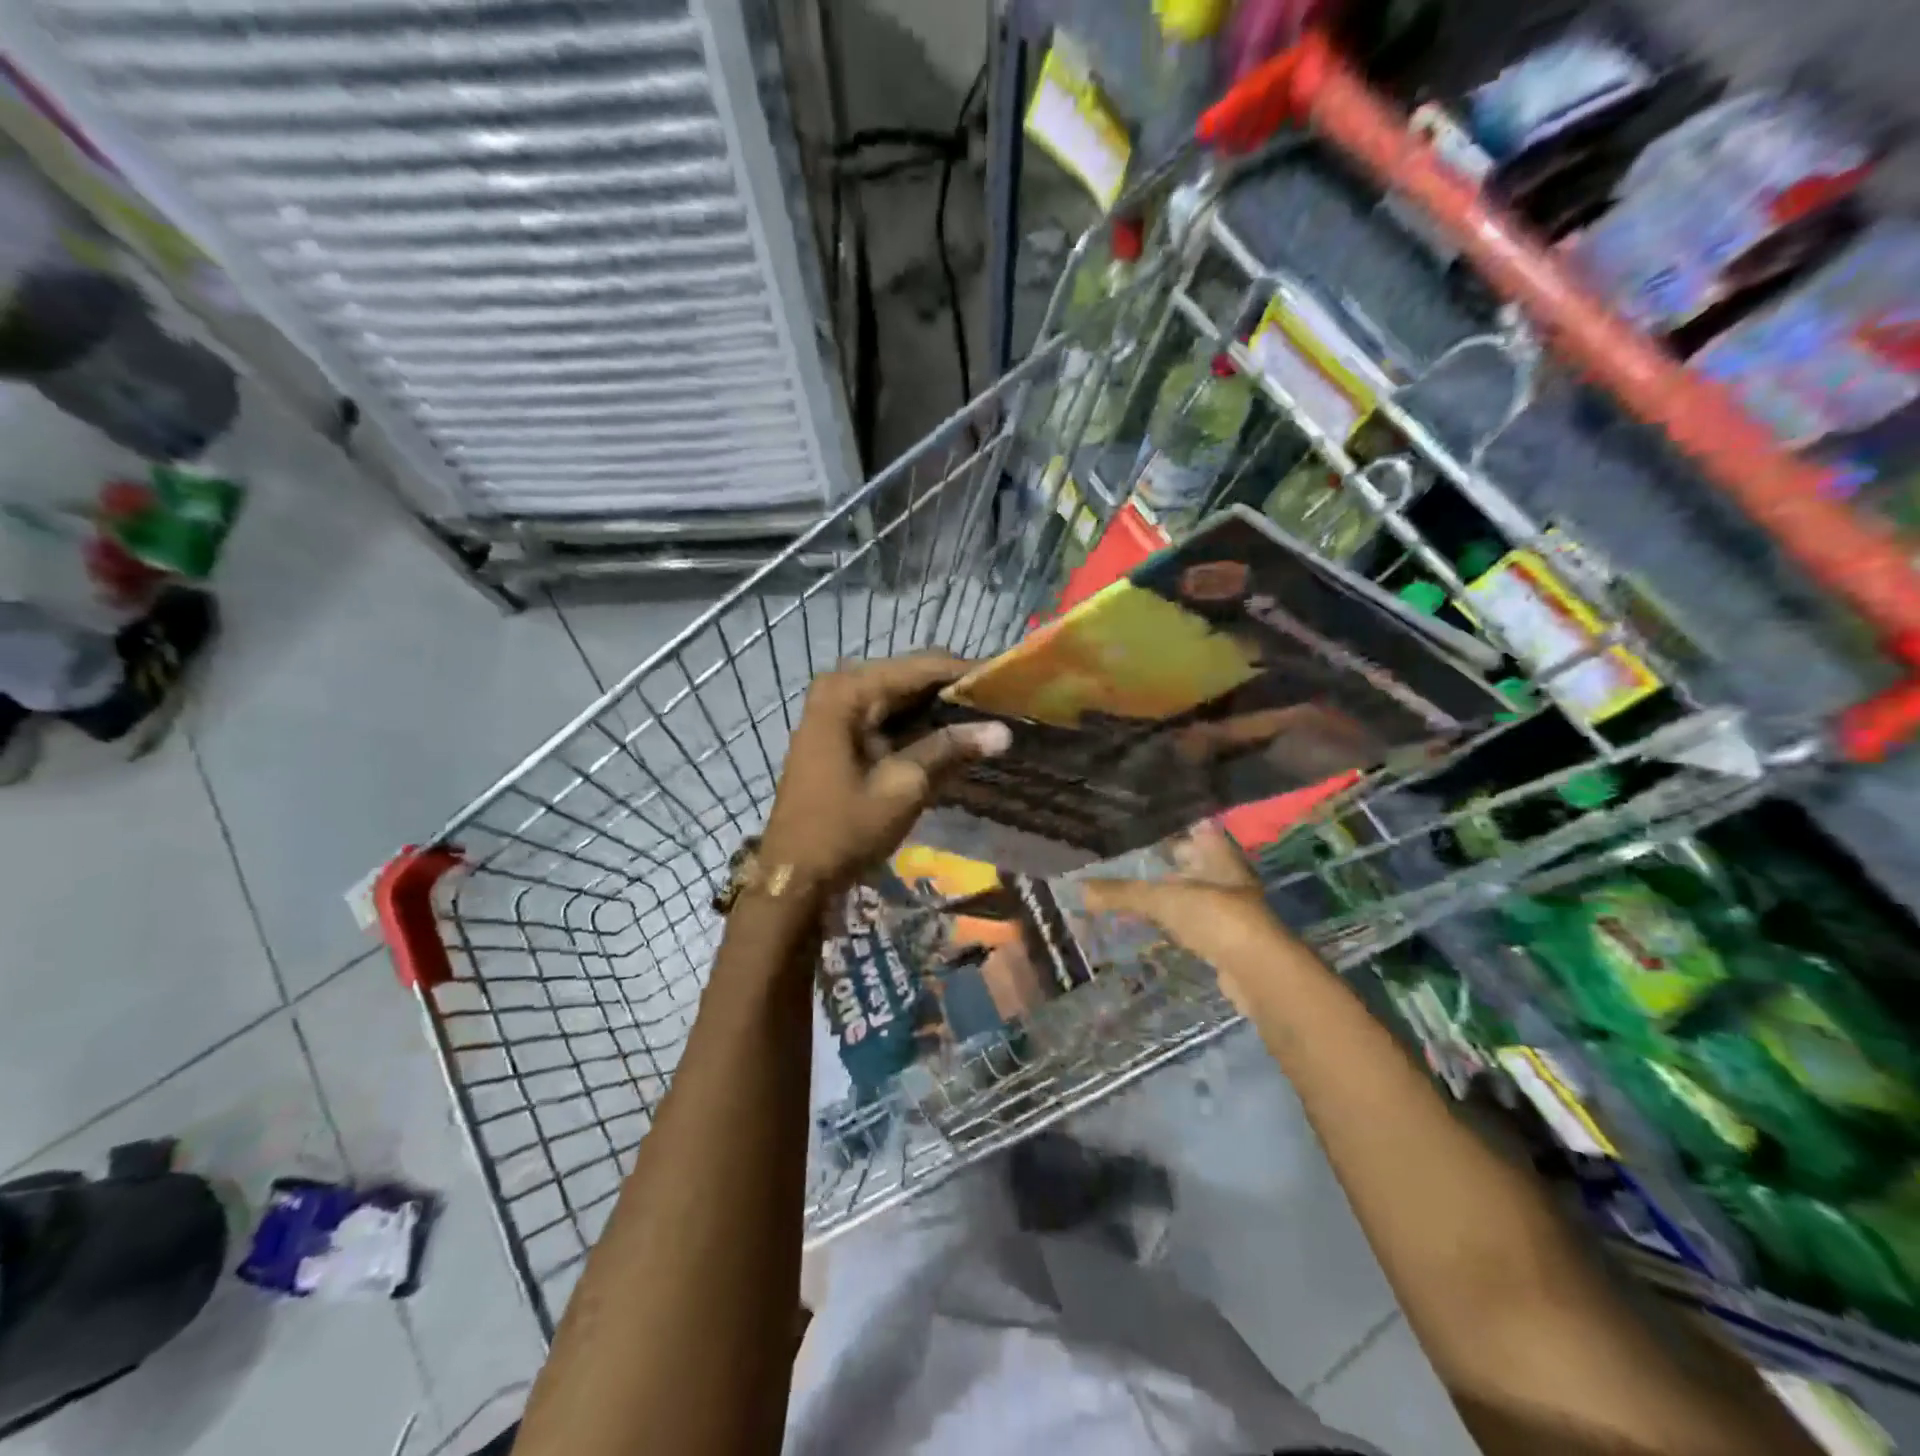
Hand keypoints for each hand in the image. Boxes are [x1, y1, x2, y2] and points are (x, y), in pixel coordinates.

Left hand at [759, 652, 1011, 892]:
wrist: (794, 874)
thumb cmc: (844, 829)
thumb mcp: (903, 787)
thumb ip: (950, 749)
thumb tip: (1004, 730)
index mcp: (849, 692)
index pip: (922, 667)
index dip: (968, 673)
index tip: (1011, 681)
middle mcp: (840, 689)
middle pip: (911, 678)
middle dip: (956, 691)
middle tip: (1005, 704)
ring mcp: (837, 711)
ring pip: (903, 698)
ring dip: (941, 710)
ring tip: (990, 718)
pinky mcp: (841, 734)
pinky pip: (889, 718)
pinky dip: (920, 727)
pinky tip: (955, 738)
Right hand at [1082, 822, 1294, 1014]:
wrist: (1259, 972)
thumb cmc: (1215, 917)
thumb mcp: (1162, 899)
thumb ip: (1121, 893)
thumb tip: (1078, 888)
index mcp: (1219, 854)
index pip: (1195, 830)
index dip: (1171, 829)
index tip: (1140, 831)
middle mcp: (1228, 876)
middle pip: (1192, 864)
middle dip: (1164, 866)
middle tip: (1127, 865)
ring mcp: (1231, 909)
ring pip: (1193, 895)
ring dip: (1169, 897)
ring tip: (1133, 897)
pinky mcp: (1228, 940)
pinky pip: (1194, 924)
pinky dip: (1175, 925)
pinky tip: (1155, 928)